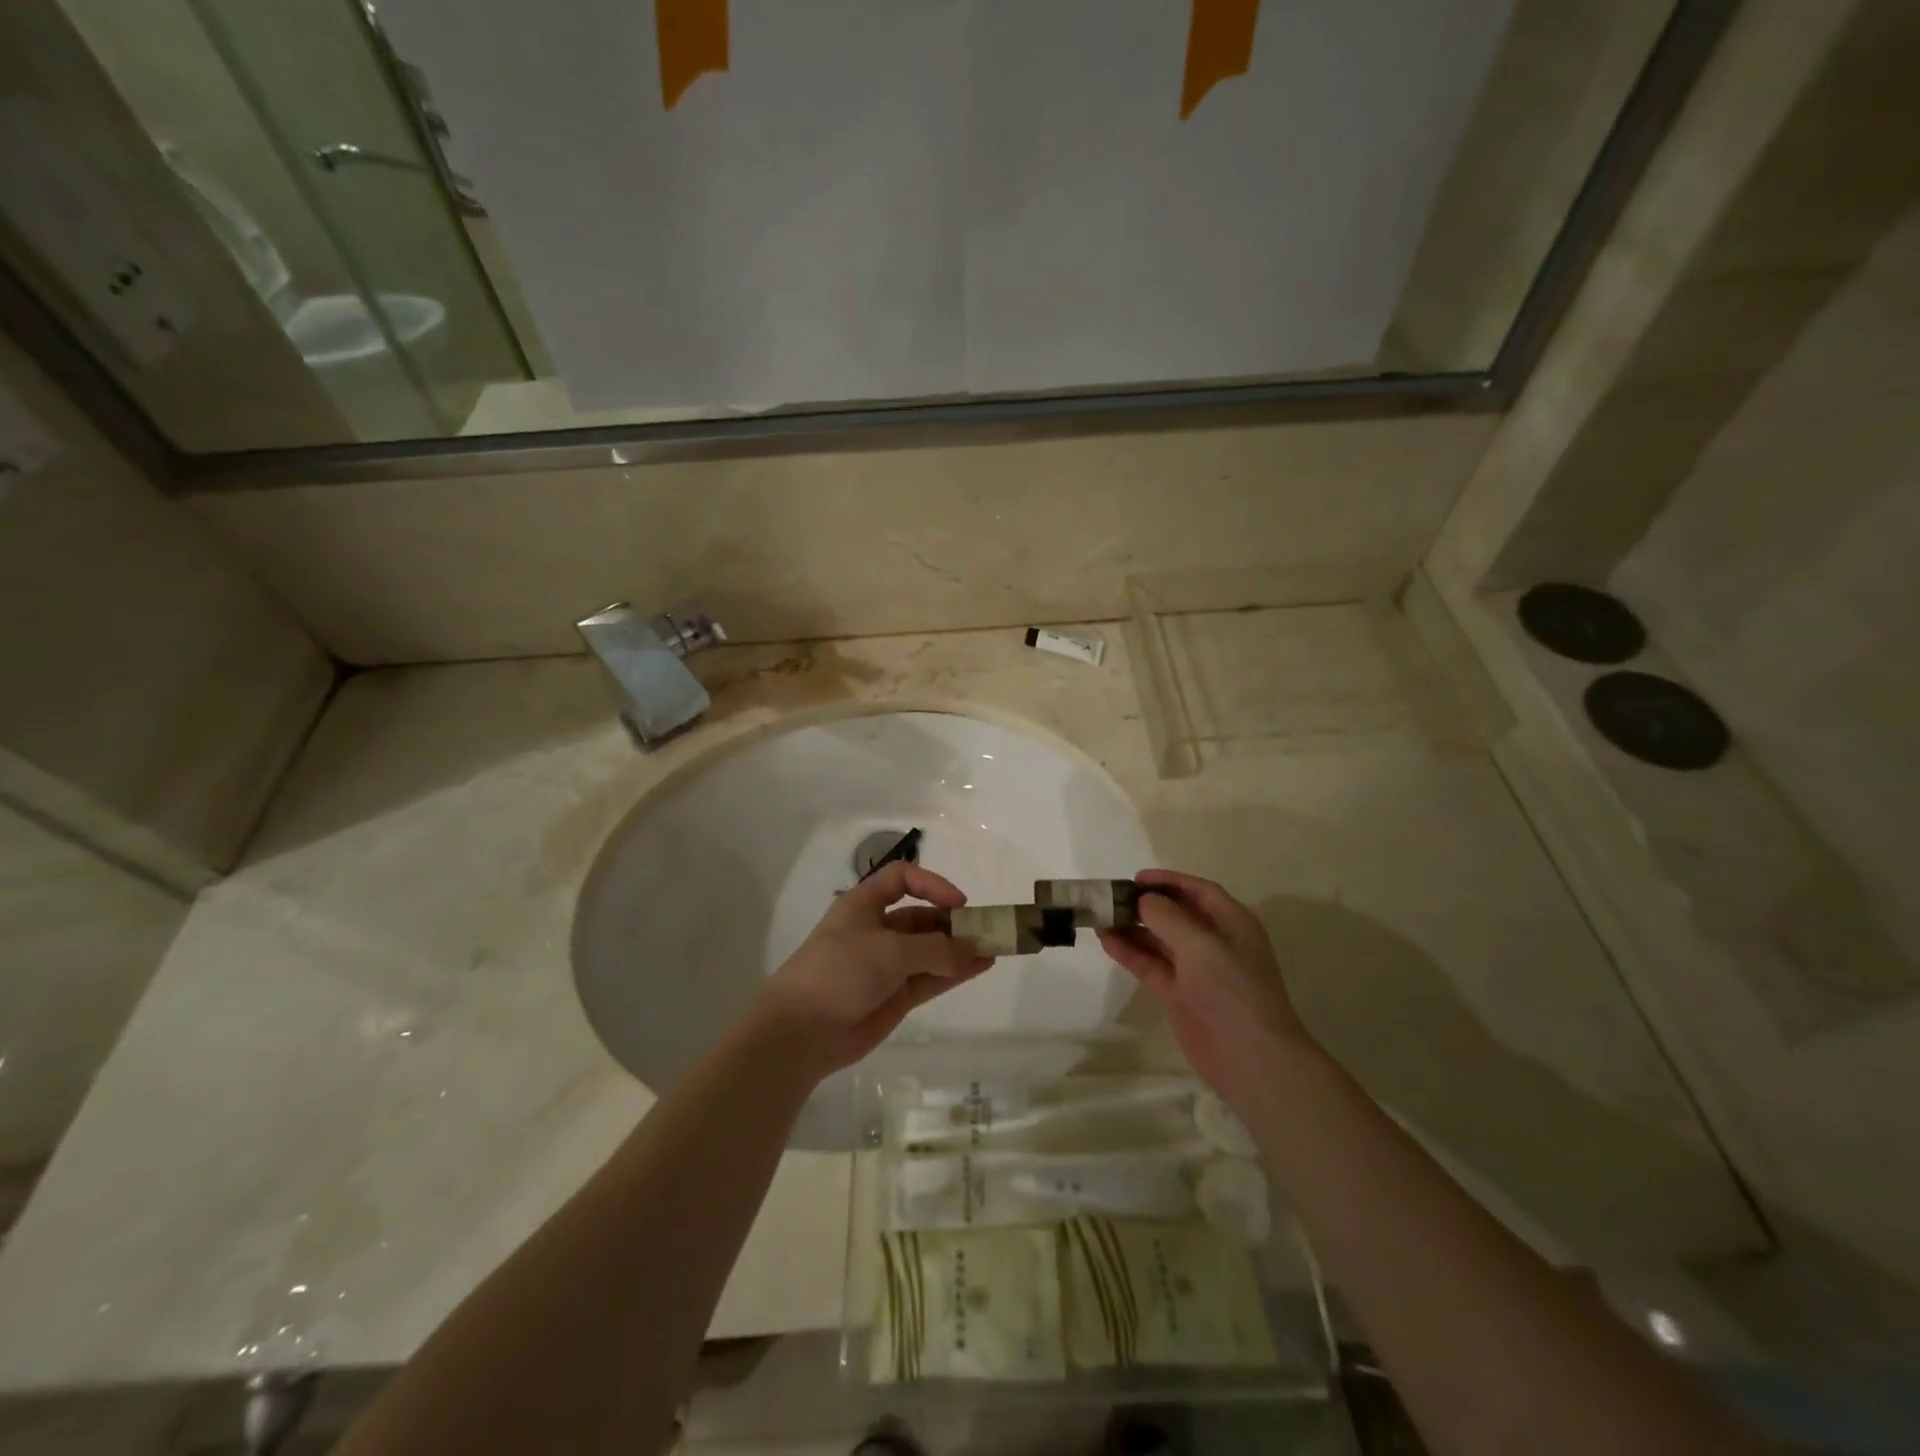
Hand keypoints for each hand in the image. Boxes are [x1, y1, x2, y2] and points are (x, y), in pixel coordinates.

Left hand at [746, 861, 995, 1079]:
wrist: (802, 1031)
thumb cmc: (841, 971)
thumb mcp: (891, 950)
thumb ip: (936, 949)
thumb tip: (973, 949)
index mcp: (864, 905)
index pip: (901, 879)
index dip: (931, 884)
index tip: (958, 903)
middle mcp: (876, 930)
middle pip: (921, 918)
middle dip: (952, 922)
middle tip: (987, 930)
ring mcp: (886, 966)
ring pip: (930, 951)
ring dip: (959, 948)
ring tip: (994, 948)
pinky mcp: (894, 997)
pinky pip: (931, 978)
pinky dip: (955, 972)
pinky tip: (981, 967)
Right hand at [1097, 869, 1314, 1108]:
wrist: (1250, 1057)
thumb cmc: (1232, 990)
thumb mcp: (1200, 944)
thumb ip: (1168, 917)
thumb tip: (1144, 899)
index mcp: (1232, 923)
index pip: (1198, 891)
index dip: (1169, 881)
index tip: (1136, 878)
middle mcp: (1214, 942)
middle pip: (1176, 914)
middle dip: (1146, 905)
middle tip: (1112, 898)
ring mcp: (1196, 970)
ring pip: (1159, 940)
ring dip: (1133, 928)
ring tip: (1101, 917)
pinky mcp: (1179, 995)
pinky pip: (1151, 965)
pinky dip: (1130, 953)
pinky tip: (1106, 941)